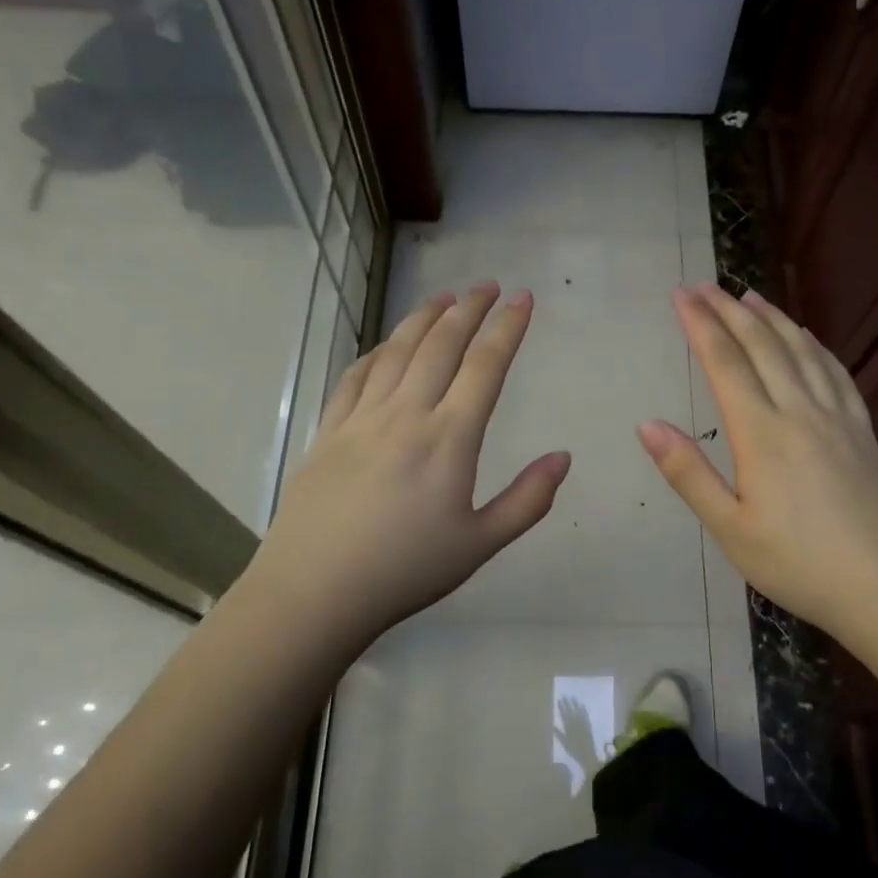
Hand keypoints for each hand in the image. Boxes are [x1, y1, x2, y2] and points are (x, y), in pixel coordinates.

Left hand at [242, 283, 570, 646]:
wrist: (314, 592)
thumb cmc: (405, 570)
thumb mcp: (480, 545)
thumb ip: (528, 500)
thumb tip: (564, 457)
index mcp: (449, 438)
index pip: (485, 366)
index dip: (507, 328)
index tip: (523, 299)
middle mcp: (406, 414)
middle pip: (440, 345)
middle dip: (468, 309)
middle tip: (487, 285)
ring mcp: (361, 419)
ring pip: (396, 351)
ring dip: (423, 319)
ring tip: (443, 298)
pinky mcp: (328, 432)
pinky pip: (354, 378)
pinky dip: (375, 353)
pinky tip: (384, 348)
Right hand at [554, 696, 602, 781]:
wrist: (587, 755)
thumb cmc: (574, 751)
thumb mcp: (565, 744)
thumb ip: (559, 735)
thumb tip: (553, 726)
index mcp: (569, 728)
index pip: (564, 715)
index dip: (562, 707)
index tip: (559, 700)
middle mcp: (576, 724)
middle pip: (571, 711)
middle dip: (567, 703)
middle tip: (565, 695)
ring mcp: (583, 724)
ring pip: (578, 711)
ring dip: (575, 704)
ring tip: (573, 697)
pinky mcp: (588, 725)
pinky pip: (586, 715)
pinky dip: (584, 710)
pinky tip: (582, 705)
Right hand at [638, 284, 877, 638]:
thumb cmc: (800, 564)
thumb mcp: (731, 529)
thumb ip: (688, 473)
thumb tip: (647, 424)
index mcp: (762, 433)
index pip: (725, 363)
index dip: (700, 324)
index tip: (680, 295)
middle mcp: (800, 411)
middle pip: (762, 345)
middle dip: (729, 311)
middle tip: (704, 285)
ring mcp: (837, 417)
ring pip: (801, 350)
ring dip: (772, 319)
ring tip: (749, 296)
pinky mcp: (863, 430)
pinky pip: (835, 371)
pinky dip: (815, 345)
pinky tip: (807, 338)